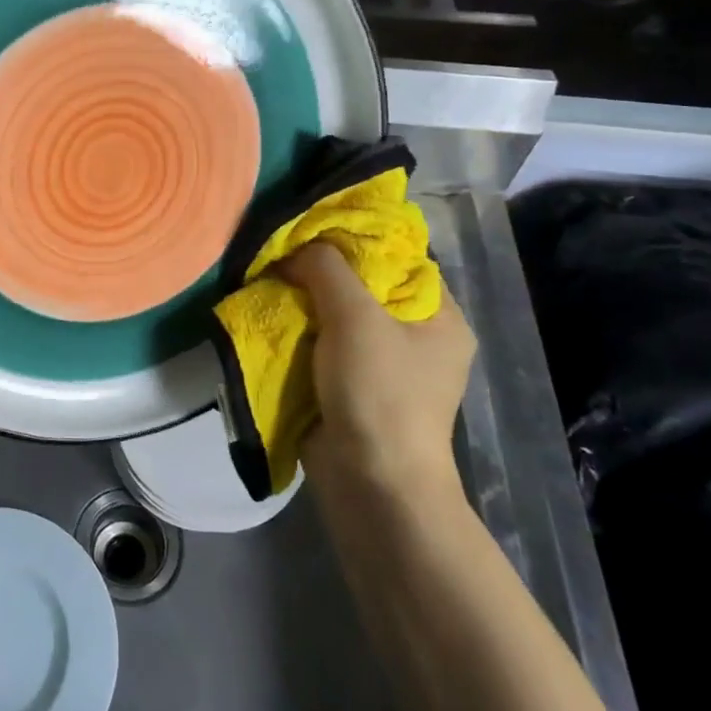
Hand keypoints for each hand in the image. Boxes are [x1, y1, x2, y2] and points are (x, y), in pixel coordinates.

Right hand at [281, 240, 475, 506]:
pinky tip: (272, 317)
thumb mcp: (355, 317)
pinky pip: (324, 347)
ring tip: (269, 281)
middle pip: (366, 287)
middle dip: (323, 272)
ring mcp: (385, 366)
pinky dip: (300, 333)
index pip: (401, 259)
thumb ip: (327, 269)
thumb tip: (297, 248)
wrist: (370, 482)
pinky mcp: (353, 388)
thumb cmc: (379, 393)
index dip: (358, 239)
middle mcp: (418, 338)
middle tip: (284, 253)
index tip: (313, 228)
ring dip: (306, 303)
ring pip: (340, 317)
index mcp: (440, 318)